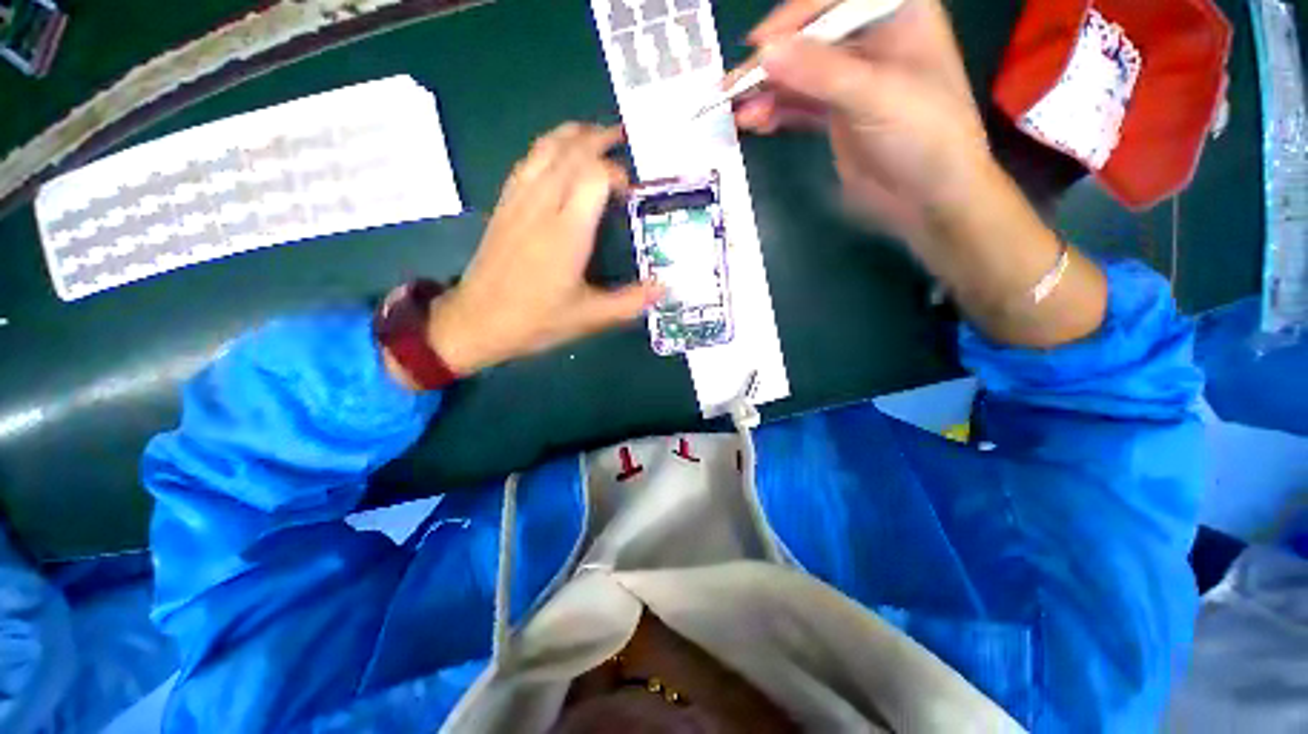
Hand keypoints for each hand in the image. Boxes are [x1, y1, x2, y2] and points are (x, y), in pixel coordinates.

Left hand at [425, 124, 660, 376]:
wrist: (477, 322)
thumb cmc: (536, 320)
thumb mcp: (590, 318)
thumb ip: (630, 302)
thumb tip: (664, 288)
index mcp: (567, 231)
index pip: (594, 175)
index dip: (617, 174)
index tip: (631, 193)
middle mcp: (542, 205)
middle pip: (570, 151)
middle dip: (598, 139)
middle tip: (622, 139)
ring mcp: (518, 201)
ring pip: (545, 148)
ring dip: (572, 135)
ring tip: (593, 135)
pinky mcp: (504, 205)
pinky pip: (527, 161)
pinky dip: (547, 148)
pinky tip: (557, 157)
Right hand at [732, 0, 990, 238]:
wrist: (930, 200)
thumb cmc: (924, 137)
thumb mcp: (875, 97)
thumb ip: (820, 73)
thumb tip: (766, 53)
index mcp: (896, 16)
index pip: (836, 0)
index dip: (796, 16)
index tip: (761, 44)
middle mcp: (871, 43)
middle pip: (811, 38)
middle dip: (773, 61)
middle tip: (733, 85)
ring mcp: (851, 82)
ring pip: (800, 75)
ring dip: (767, 91)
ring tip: (735, 109)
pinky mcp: (837, 117)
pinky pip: (799, 107)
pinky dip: (776, 113)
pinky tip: (754, 122)